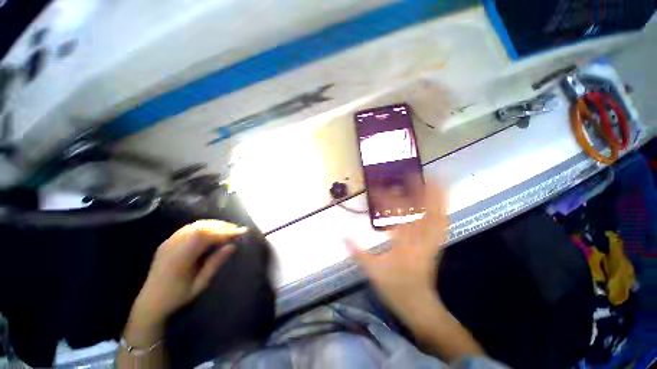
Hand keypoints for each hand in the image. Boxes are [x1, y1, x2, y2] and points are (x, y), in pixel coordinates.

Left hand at [125, 220, 246, 344]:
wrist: (150, 302)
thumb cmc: (177, 297)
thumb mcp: (199, 284)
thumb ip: (215, 263)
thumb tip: (232, 246)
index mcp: (179, 258)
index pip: (205, 236)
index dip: (225, 232)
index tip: (241, 232)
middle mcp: (173, 245)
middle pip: (200, 227)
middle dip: (221, 226)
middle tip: (237, 229)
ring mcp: (169, 242)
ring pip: (195, 225)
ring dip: (214, 224)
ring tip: (228, 229)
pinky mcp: (168, 241)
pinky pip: (189, 228)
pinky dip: (204, 226)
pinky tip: (212, 231)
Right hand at [347, 180, 448, 321]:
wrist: (419, 304)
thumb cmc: (395, 287)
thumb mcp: (372, 271)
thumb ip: (357, 252)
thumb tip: (342, 235)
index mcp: (403, 244)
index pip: (395, 216)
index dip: (387, 199)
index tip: (378, 187)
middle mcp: (420, 239)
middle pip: (425, 211)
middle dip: (421, 190)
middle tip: (414, 174)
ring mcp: (432, 241)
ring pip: (438, 215)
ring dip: (437, 196)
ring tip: (432, 180)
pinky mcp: (437, 244)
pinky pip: (443, 224)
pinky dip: (443, 209)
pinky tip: (441, 201)